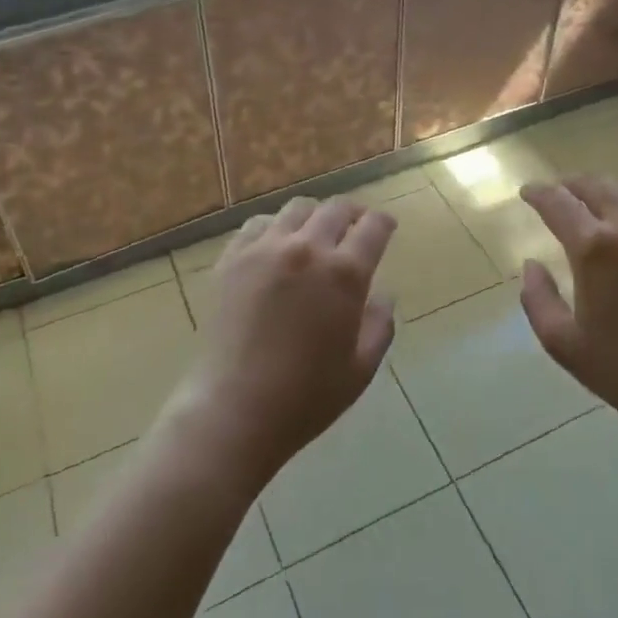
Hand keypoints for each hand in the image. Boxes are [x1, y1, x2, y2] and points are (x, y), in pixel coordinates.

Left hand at [165, 196, 396, 485]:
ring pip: (296, 208)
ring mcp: (264, 249)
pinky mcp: (232, 258)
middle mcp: (306, 249)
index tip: (385, 226)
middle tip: (355, 225)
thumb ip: (379, 326)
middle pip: (335, 208)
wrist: (234, 408)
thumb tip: (383, 296)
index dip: (383, 223)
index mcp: (344, 274)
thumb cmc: (305, 397)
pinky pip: (258, 224)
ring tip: (315, 233)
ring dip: (314, 216)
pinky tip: (276, 246)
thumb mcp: (361, 369)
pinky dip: (275, 227)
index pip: (373, 228)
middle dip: (352, 213)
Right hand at [518, 176, 617, 440]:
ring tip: (597, 210)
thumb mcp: (563, 343)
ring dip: (609, 197)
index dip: (538, 193)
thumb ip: (537, 298)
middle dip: (572, 184)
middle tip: (560, 192)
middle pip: (598, 186)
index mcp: (596, 249)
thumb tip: (532, 264)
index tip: (528, 192)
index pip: (558, 203)